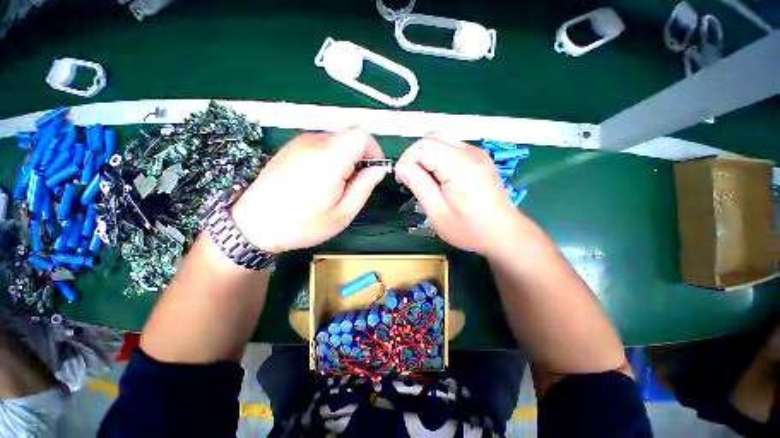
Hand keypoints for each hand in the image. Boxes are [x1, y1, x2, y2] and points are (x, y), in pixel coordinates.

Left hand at [231, 128, 388, 252]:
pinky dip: (330, 157)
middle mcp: (314, 143)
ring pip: (337, 140)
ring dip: (345, 158)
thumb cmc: (301, 225)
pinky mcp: (291, 147)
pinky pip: (321, 144)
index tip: (373, 172)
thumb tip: (379, 169)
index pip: (362, 135)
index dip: (374, 151)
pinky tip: (320, 179)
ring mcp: (300, 142)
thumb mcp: (342, 214)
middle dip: (360, 158)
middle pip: (350, 136)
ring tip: (336, 185)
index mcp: (329, 159)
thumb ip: (364, 187)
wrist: (253, 225)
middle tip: (353, 185)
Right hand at [394, 136, 521, 255]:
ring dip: (427, 157)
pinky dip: (439, 158)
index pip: (422, 146)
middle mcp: (469, 151)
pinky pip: (451, 148)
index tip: (405, 182)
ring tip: (428, 181)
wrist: (503, 233)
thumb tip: (402, 166)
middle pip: (431, 138)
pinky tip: (442, 178)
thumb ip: (418, 184)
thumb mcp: (437, 211)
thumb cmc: (468, 228)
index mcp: (458, 164)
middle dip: (416, 157)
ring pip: (440, 140)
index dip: (407, 161)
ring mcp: (477, 152)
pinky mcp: (480, 157)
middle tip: (414, 181)